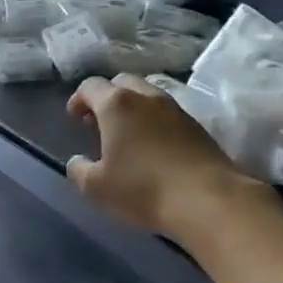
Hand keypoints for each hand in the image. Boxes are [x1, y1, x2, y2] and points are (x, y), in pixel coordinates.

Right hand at [66, 74, 258, 236]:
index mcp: (116, 104)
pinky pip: (167, 112)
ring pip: (148, 94)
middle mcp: (146, 97)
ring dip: (133, 107)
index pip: (91, 86)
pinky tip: (153, 146)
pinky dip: (154, 120)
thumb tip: (77, 162)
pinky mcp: (197, 125)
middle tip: (100, 122)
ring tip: (127, 134)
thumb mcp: (97, 187)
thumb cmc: (143, 189)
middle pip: (122, 82)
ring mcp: (175, 108)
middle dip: (107, 97)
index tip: (74, 118)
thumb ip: (79, 170)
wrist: (207, 199)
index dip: (78, 99)